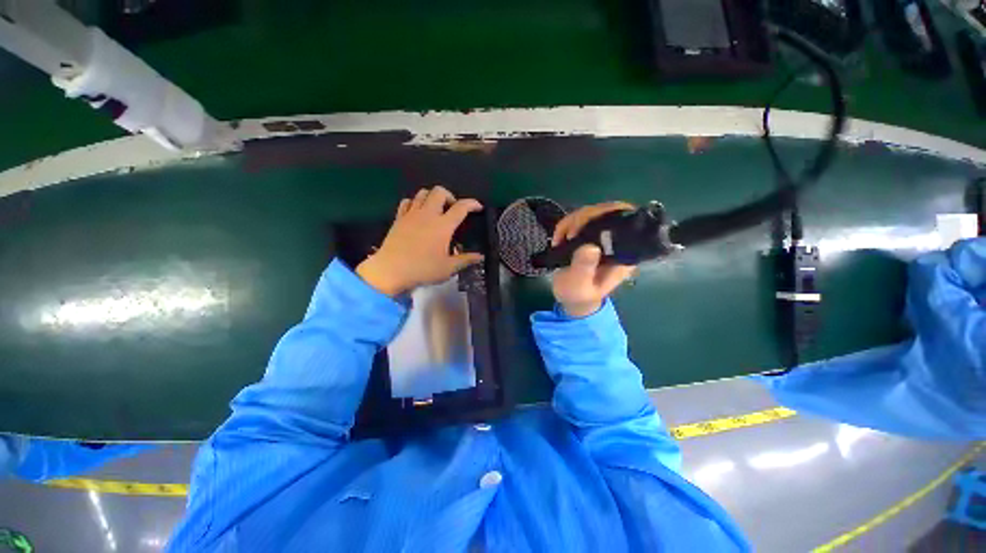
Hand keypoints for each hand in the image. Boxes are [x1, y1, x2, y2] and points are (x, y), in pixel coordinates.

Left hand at [356, 186, 483, 296]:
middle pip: (439, 192)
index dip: (472, 203)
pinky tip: (418, 213)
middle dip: (450, 196)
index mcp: (443, 226)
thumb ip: (465, 260)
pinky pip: (407, 202)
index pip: (461, 207)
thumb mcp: (448, 268)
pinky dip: (415, 203)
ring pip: (422, 193)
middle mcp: (428, 214)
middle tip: (453, 209)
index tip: (478, 206)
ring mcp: (411, 214)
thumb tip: (480, 257)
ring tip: (436, 209)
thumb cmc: (422, 269)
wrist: (390, 271)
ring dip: (432, 197)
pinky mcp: (399, 218)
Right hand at [551, 202, 636, 317]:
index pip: (628, 222)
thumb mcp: (579, 286)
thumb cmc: (579, 295)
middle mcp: (618, 242)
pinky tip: (559, 238)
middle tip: (568, 235)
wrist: (572, 298)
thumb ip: (584, 269)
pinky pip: (581, 219)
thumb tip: (590, 247)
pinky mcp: (590, 235)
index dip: (608, 215)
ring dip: (572, 221)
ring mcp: (604, 237)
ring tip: (560, 239)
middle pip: (609, 211)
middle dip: (584, 218)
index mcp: (624, 254)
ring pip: (593, 212)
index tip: (583, 228)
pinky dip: (567, 224)